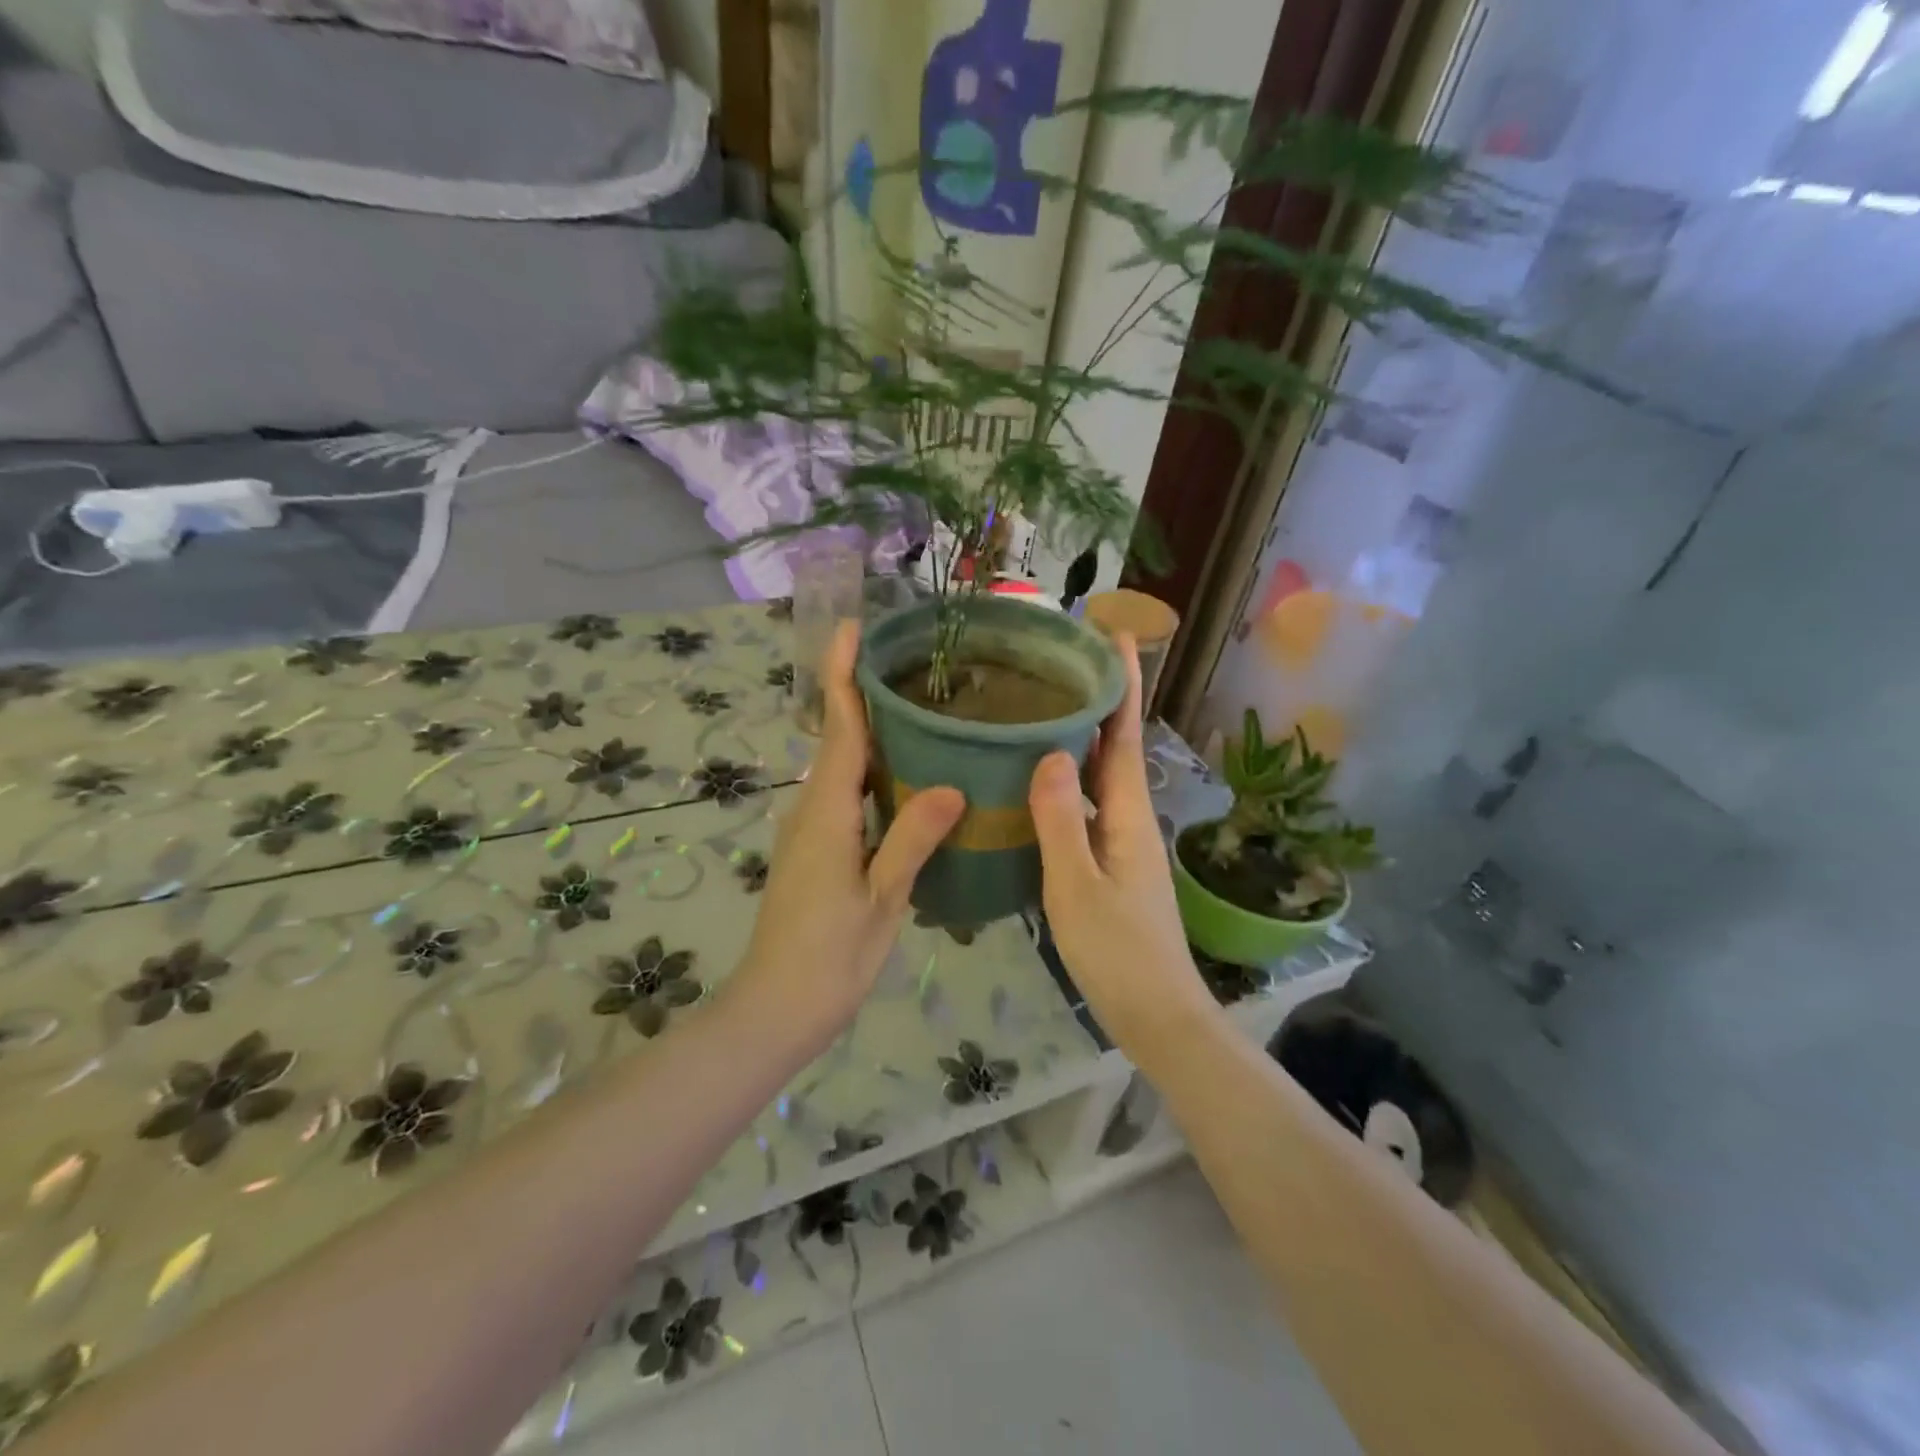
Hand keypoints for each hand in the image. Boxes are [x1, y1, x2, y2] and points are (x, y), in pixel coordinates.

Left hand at [733, 620, 965, 1048]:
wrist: (775, 1008)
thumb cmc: (828, 957)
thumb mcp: (881, 900)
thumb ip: (911, 839)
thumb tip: (953, 784)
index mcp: (826, 812)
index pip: (840, 728)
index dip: (845, 676)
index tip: (854, 629)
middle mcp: (812, 809)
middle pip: (839, 738)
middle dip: (863, 694)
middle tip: (911, 663)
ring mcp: (811, 830)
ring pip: (843, 767)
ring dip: (870, 732)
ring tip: (920, 708)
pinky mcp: (816, 849)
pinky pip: (846, 794)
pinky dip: (872, 771)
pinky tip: (908, 776)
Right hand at [1028, 636, 1211, 1049]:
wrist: (1157, 1014)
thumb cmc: (1117, 952)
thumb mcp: (1076, 886)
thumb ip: (1060, 821)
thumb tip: (1049, 752)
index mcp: (1127, 814)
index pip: (1123, 734)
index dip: (1124, 684)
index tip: (1117, 634)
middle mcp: (1130, 818)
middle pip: (1114, 747)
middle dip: (1099, 701)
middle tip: (1060, 663)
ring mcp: (1122, 843)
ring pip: (1100, 777)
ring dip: (1081, 739)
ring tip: (1041, 709)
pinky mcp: (1111, 865)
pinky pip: (1087, 806)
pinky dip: (1068, 781)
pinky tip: (1037, 783)